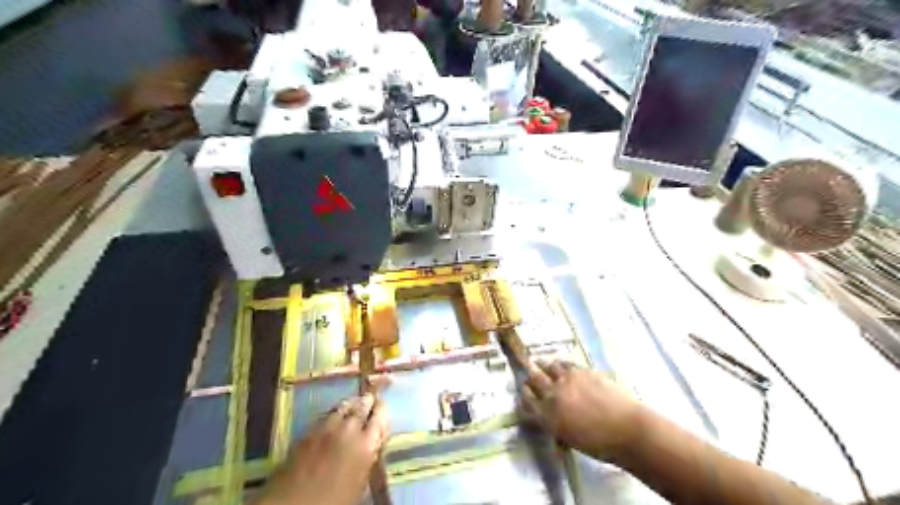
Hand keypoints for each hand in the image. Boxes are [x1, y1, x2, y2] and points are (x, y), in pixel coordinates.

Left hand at [257, 395, 389, 504]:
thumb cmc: (334, 501)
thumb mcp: (361, 483)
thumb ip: (368, 458)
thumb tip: (372, 446)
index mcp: (366, 445)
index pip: (380, 417)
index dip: (382, 410)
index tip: (383, 405)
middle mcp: (348, 430)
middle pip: (362, 407)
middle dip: (367, 402)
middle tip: (370, 399)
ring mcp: (326, 428)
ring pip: (343, 406)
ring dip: (351, 404)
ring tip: (354, 403)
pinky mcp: (307, 432)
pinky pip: (325, 415)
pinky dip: (333, 412)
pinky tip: (333, 416)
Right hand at [521, 358, 646, 459]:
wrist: (626, 429)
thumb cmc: (599, 444)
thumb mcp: (569, 438)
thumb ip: (555, 424)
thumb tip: (551, 417)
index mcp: (547, 416)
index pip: (527, 400)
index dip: (524, 393)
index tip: (523, 388)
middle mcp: (552, 394)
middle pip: (534, 379)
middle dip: (530, 375)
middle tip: (528, 371)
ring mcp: (567, 380)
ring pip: (548, 367)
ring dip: (542, 364)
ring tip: (539, 361)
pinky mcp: (581, 371)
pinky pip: (565, 364)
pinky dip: (559, 362)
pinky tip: (559, 362)